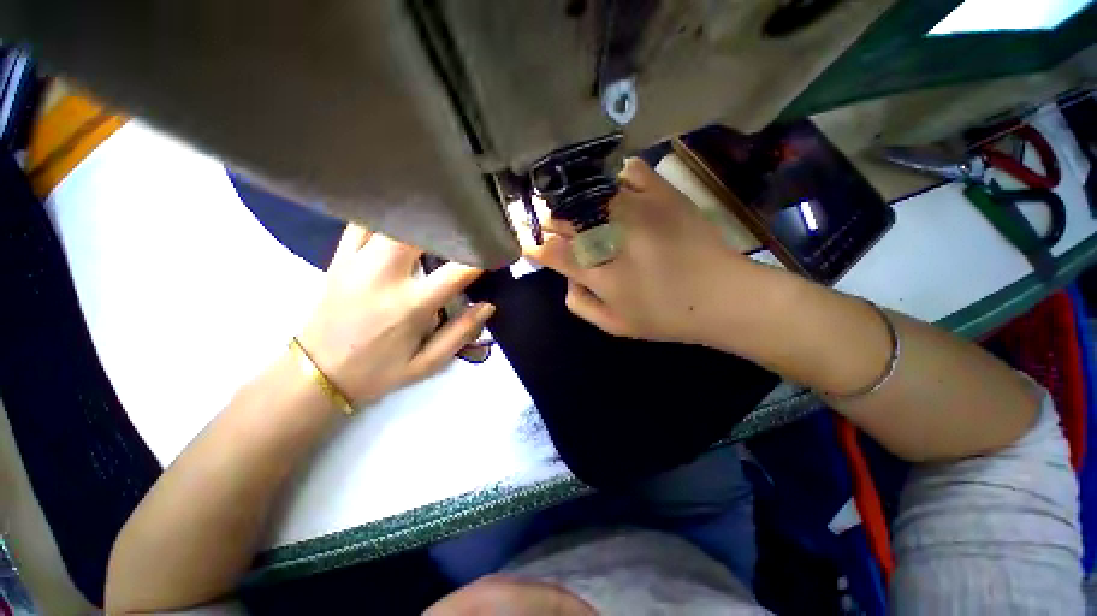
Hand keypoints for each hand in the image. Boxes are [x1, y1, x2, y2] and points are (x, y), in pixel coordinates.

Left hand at [299, 224, 492, 406]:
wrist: (317, 373)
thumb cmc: (378, 371)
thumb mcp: (427, 364)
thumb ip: (461, 333)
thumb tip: (487, 306)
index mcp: (409, 306)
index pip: (456, 271)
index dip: (482, 257)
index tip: (497, 250)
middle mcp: (383, 277)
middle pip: (419, 230)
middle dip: (448, 223)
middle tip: (467, 223)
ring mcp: (357, 262)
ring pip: (389, 219)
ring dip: (417, 215)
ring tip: (438, 216)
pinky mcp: (339, 258)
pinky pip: (361, 223)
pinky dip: (384, 214)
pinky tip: (400, 216)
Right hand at [525, 158, 765, 344]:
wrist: (723, 297)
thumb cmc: (665, 317)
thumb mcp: (614, 326)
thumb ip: (580, 304)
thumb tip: (566, 277)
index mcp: (599, 273)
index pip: (551, 251)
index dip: (536, 247)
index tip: (534, 246)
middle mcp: (612, 236)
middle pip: (563, 218)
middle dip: (553, 224)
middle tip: (560, 231)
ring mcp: (638, 209)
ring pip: (588, 193)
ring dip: (579, 204)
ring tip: (586, 214)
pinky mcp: (662, 194)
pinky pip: (630, 171)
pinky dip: (618, 180)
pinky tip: (619, 195)